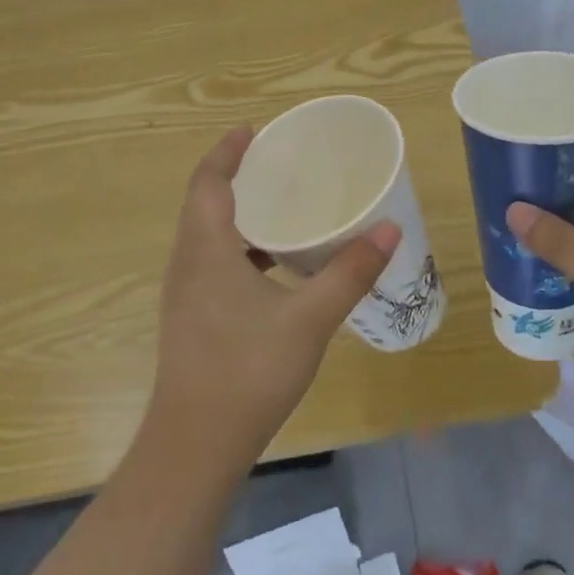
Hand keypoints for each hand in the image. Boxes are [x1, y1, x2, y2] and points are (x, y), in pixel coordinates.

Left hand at [147, 125, 401, 475]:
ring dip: (237, 214)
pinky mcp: (192, 319)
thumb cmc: (248, 371)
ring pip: (207, 236)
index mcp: (206, 250)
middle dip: (234, 177)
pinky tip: (275, 269)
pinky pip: (212, 264)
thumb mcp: (309, 318)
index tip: (252, 129)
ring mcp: (185, 294)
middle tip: (276, 163)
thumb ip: (349, 272)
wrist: (195, 445)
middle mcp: (187, 264)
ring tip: (280, 207)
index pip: (208, 182)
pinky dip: (240, 249)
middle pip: (204, 203)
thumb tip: (388, 228)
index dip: (227, 151)